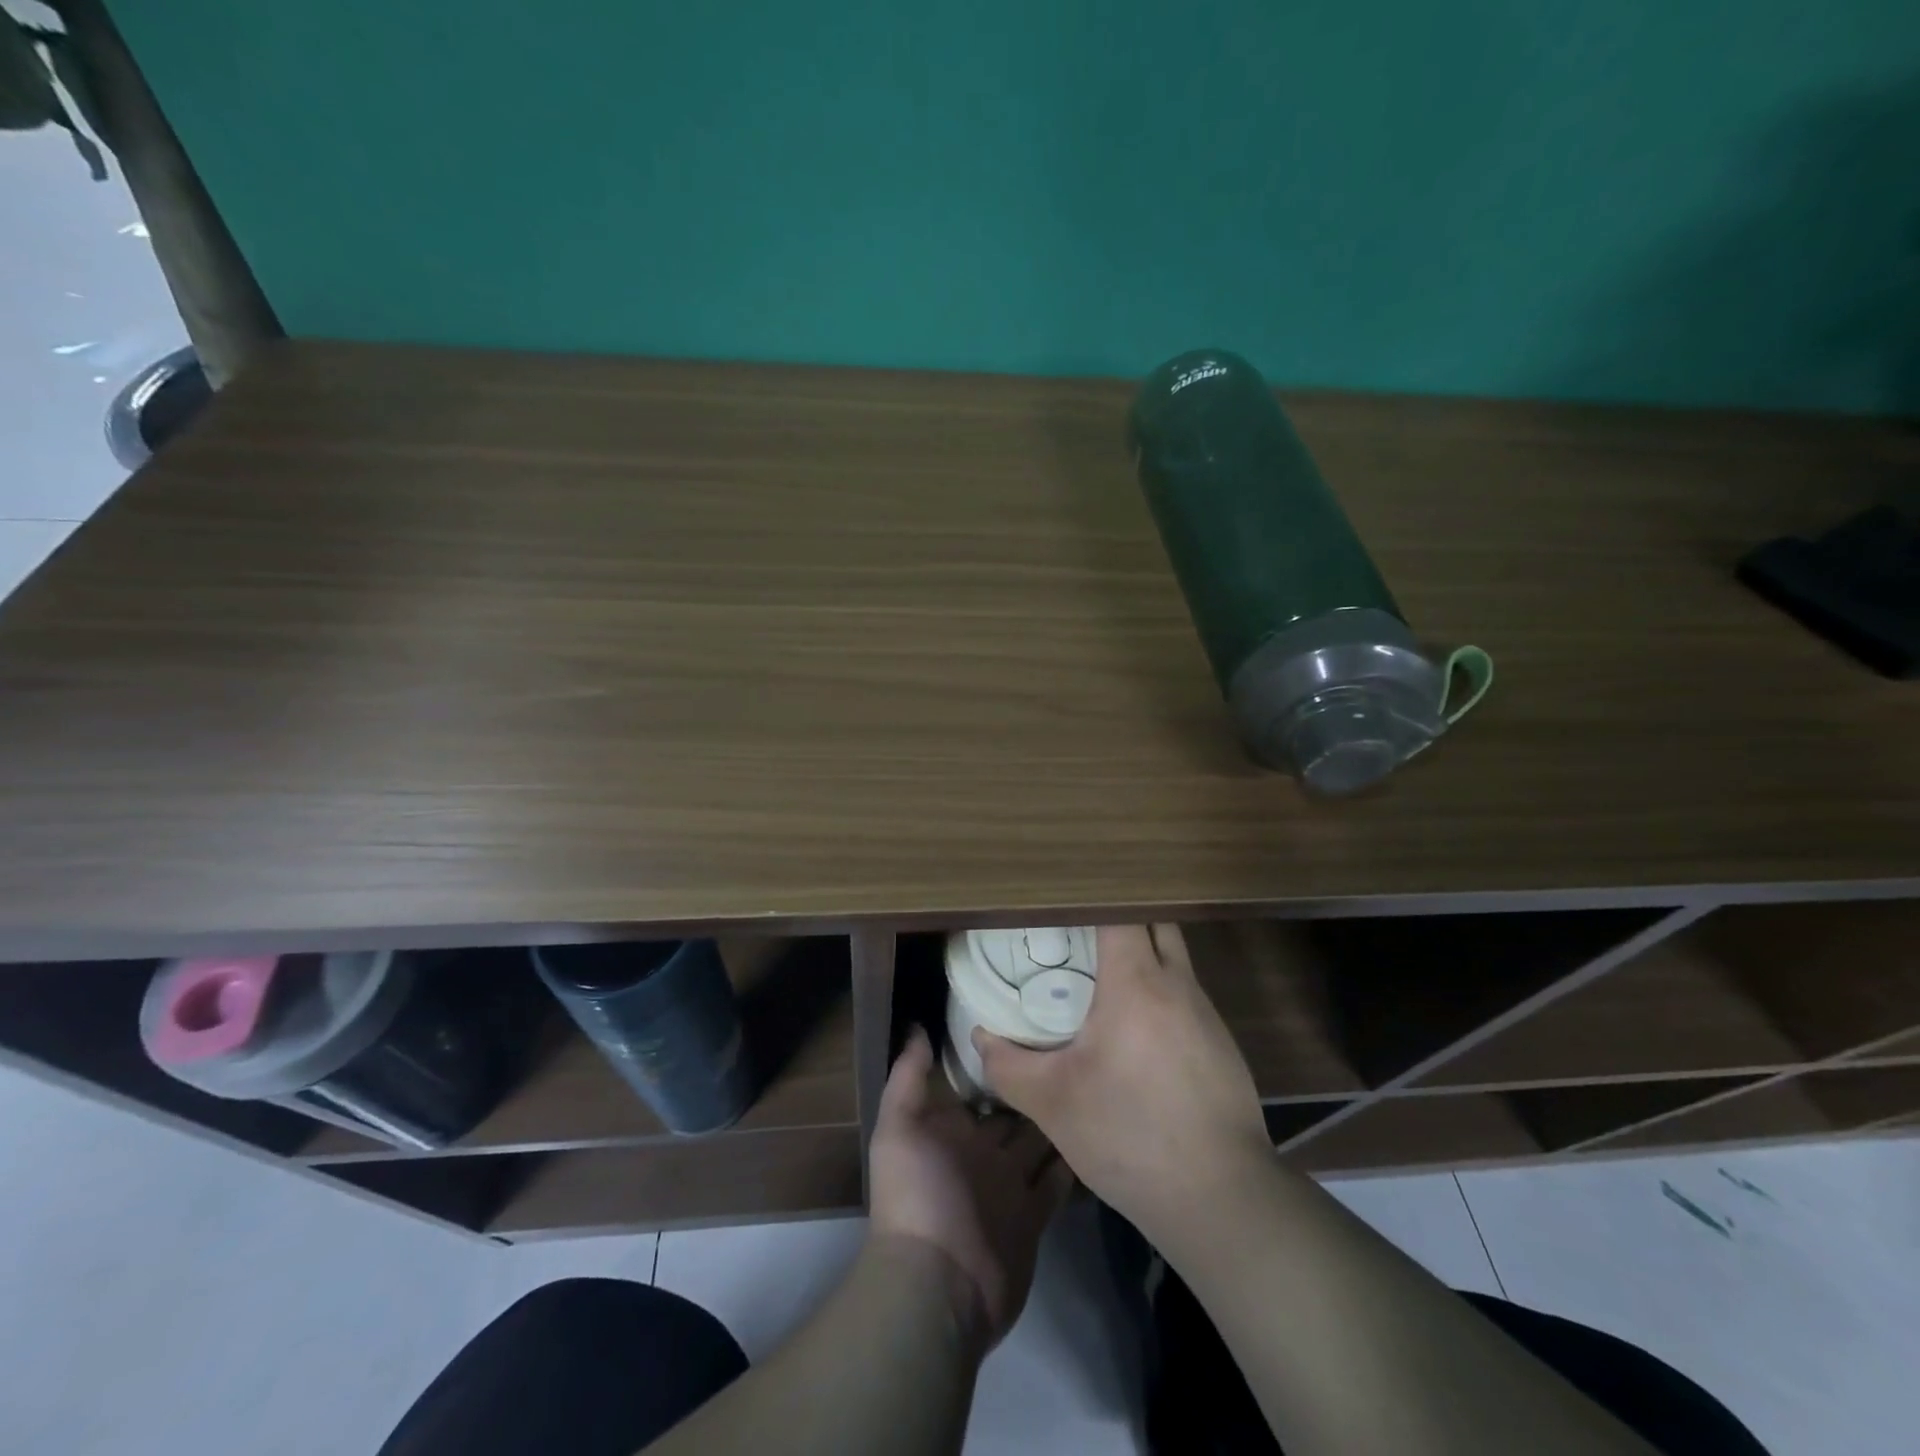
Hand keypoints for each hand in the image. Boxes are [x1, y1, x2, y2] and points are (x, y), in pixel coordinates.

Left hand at [868, 1029, 1072, 1350]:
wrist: (938, 1284)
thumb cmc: (917, 1194)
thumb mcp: (899, 1127)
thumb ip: (907, 1076)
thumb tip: (917, 1025)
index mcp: (953, 1128)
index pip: (981, 1083)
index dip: (1000, 1056)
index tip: (1028, 1019)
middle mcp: (983, 1150)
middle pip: (1015, 1109)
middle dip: (1036, 1083)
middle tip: (1072, 1043)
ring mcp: (1010, 1184)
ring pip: (1041, 1141)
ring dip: (1059, 1117)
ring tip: (1093, 1078)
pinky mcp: (1034, 1215)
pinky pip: (1058, 1182)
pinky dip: (1074, 1161)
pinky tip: (1098, 1129)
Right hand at [973, 924, 1271, 1237]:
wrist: (1221, 1198)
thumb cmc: (1129, 1135)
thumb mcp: (1052, 1102)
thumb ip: (1008, 1064)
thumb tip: (981, 1036)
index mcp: (1136, 982)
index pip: (1118, 912)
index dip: (1090, 901)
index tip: (1060, 906)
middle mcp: (1178, 984)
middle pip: (1155, 923)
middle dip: (1120, 919)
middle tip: (1080, 938)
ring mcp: (1207, 1015)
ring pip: (1174, 961)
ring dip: (1143, 959)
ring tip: (1103, 982)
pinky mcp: (1223, 1047)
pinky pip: (1187, 999)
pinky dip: (1161, 997)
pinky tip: (1138, 1036)